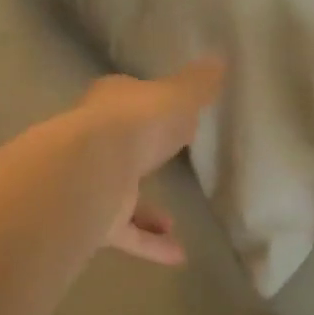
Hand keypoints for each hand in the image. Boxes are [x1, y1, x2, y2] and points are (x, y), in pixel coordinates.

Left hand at [73, 59, 224, 264]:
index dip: (146, 103)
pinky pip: (127, 233)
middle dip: (142, 154)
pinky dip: (150, 244)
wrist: (94, 170)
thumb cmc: (139, 123)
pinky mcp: (95, 219)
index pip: (127, 97)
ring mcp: (94, 181)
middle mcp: (97, 140)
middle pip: (120, 144)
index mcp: (113, 103)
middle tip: (167, 159)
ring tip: (174, 220)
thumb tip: (219, 59)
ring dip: (146, 209)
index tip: (165, 110)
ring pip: (120, 193)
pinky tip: (179, 255)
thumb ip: (198, 84)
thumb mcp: (178, 96)